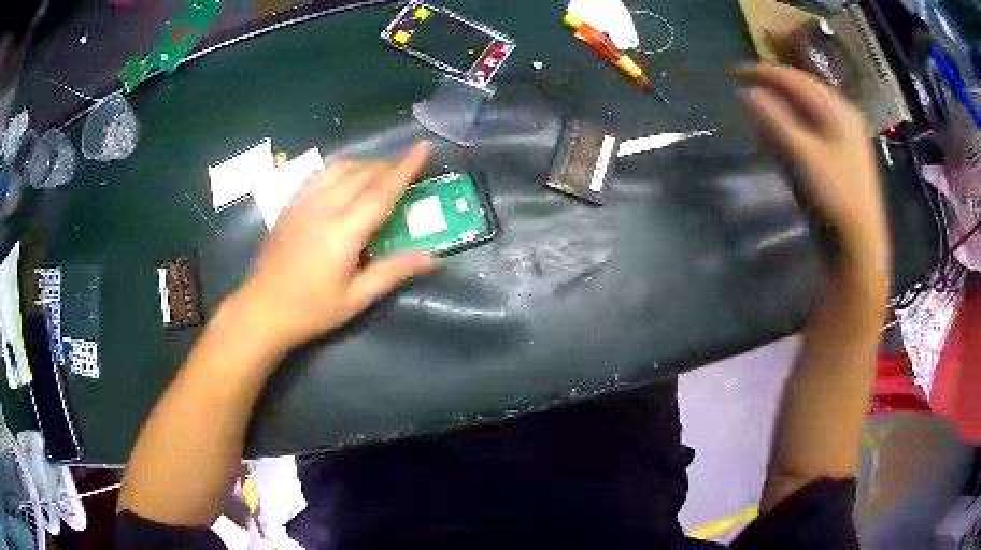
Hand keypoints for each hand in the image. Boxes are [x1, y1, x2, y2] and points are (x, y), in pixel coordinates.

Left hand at [231, 142, 437, 349]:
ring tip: (379, 175)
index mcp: (342, 233)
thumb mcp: (356, 299)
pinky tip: (344, 180)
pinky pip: (319, 174)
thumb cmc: (311, 310)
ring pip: (340, 168)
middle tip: (407, 172)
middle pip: (362, 175)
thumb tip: (434, 259)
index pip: (381, 192)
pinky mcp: (290, 204)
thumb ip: (393, 272)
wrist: (262, 309)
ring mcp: (302, 203)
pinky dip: (340, 170)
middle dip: (389, 167)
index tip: (423, 147)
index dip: (405, 168)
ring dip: (365, 166)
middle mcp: (323, 209)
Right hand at [740, 65, 888, 269]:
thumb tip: (747, 92)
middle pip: (800, 92)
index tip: (732, 73)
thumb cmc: (837, 197)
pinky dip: (789, 130)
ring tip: (755, 111)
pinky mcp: (837, 160)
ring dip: (778, 110)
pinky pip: (809, 133)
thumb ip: (775, 120)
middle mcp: (841, 117)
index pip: (794, 79)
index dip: (762, 73)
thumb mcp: (804, 155)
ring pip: (804, 112)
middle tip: (741, 90)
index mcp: (838, 109)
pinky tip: (776, 137)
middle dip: (770, 89)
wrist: (860, 246)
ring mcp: (841, 139)